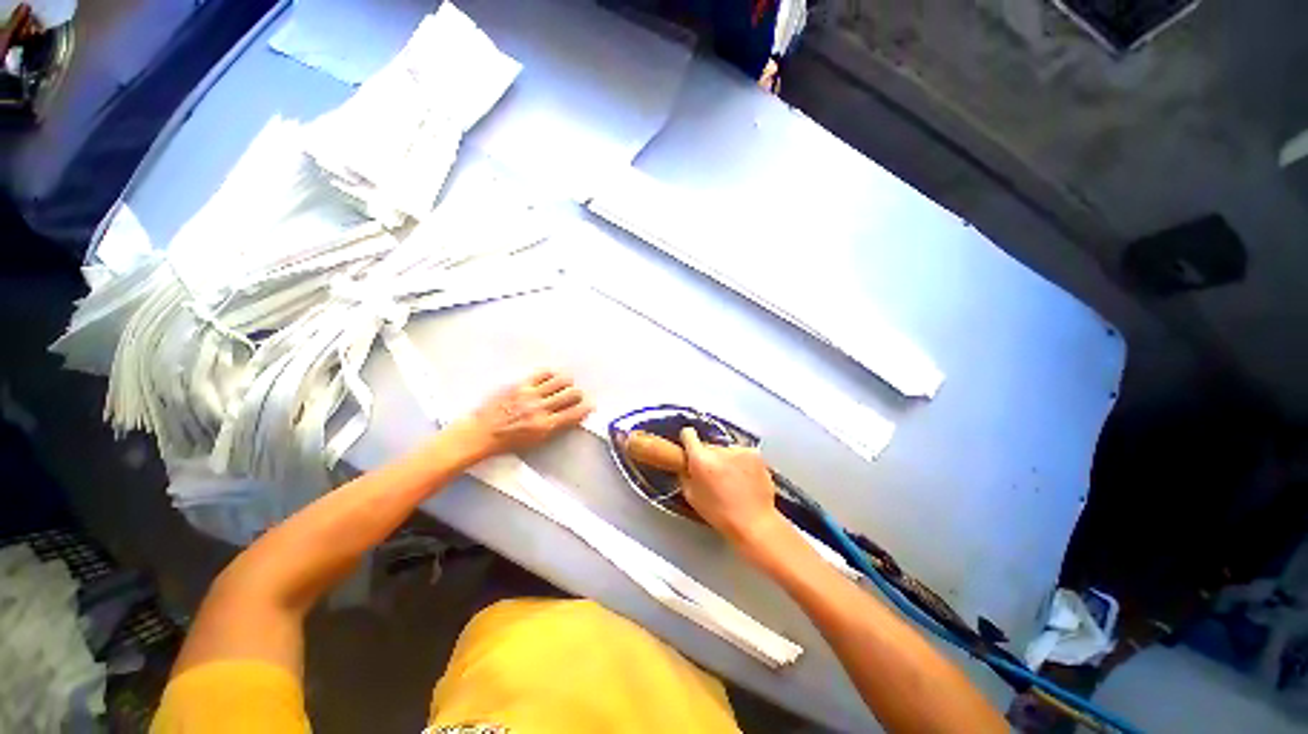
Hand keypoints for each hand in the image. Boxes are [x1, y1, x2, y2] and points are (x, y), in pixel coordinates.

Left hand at [458, 369, 592, 457]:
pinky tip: (551, 379)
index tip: (590, 405)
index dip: (586, 408)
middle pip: (571, 394)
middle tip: (576, 396)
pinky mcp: (520, 384)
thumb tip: (572, 417)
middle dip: (578, 395)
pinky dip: (551, 375)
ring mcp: (531, 394)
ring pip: (561, 381)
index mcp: (546, 426)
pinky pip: (543, 374)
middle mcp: (541, 408)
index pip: (575, 413)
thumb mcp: (536, 442)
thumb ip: (556, 428)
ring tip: (565, 385)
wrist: (480, 433)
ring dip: (567, 383)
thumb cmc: (507, 442)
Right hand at [680, 427, 784, 547]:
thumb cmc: (721, 514)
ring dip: (726, 459)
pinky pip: (741, 453)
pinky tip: (744, 479)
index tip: (690, 448)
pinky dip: (742, 462)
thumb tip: (686, 465)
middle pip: (708, 445)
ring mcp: (738, 450)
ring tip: (731, 480)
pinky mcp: (754, 453)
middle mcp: (718, 450)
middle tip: (713, 476)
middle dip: (709, 457)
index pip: (688, 434)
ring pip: (725, 450)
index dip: (688, 441)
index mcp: (700, 459)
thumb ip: (685, 475)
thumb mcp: (691, 496)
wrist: (754, 522)